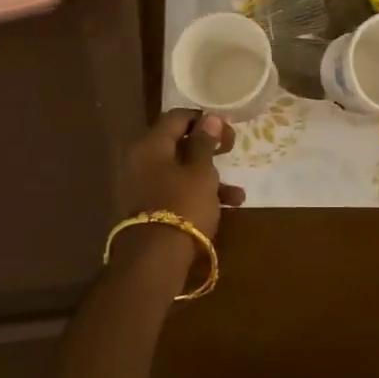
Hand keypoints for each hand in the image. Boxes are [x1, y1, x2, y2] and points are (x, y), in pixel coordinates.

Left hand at [117, 109, 245, 246]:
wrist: (155, 260)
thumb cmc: (183, 205)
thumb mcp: (201, 171)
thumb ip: (205, 142)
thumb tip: (210, 117)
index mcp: (150, 145)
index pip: (176, 117)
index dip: (203, 119)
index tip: (226, 129)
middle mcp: (141, 161)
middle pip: (177, 144)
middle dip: (208, 149)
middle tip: (230, 152)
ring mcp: (142, 186)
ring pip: (180, 171)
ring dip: (209, 177)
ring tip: (237, 193)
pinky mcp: (149, 209)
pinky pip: (176, 192)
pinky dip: (198, 195)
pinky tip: (227, 208)